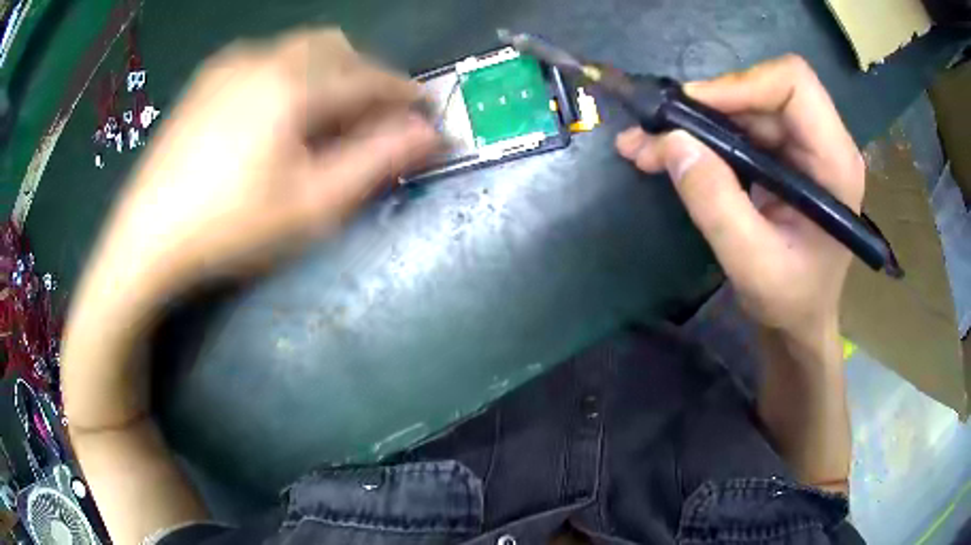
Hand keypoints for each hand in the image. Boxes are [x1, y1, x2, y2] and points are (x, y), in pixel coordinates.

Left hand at [92, 28, 437, 300]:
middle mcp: (264, 57)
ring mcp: (230, 63)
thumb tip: (427, 134)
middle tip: (372, 117)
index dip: (404, 92)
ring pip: (300, 48)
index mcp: (293, 84)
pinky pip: (266, 57)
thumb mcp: (311, 205)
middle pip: (337, 48)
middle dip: (365, 75)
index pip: (369, 76)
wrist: (145, 238)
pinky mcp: (206, 78)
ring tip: (327, 114)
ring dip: (329, 71)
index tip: (425, 110)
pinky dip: (292, 72)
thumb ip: (375, 161)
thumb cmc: (229, 227)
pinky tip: (278, 110)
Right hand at [616, 55, 862, 351]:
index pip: (793, 85)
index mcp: (835, 163)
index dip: (741, 84)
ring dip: (697, 121)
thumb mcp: (752, 264)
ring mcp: (804, 147)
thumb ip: (716, 204)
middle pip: (764, 89)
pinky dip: (703, 135)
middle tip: (657, 130)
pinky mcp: (784, 154)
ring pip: (745, 105)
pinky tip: (670, 153)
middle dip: (708, 104)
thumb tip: (671, 142)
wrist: (800, 320)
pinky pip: (740, 125)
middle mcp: (824, 143)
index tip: (692, 110)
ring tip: (648, 146)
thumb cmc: (790, 301)